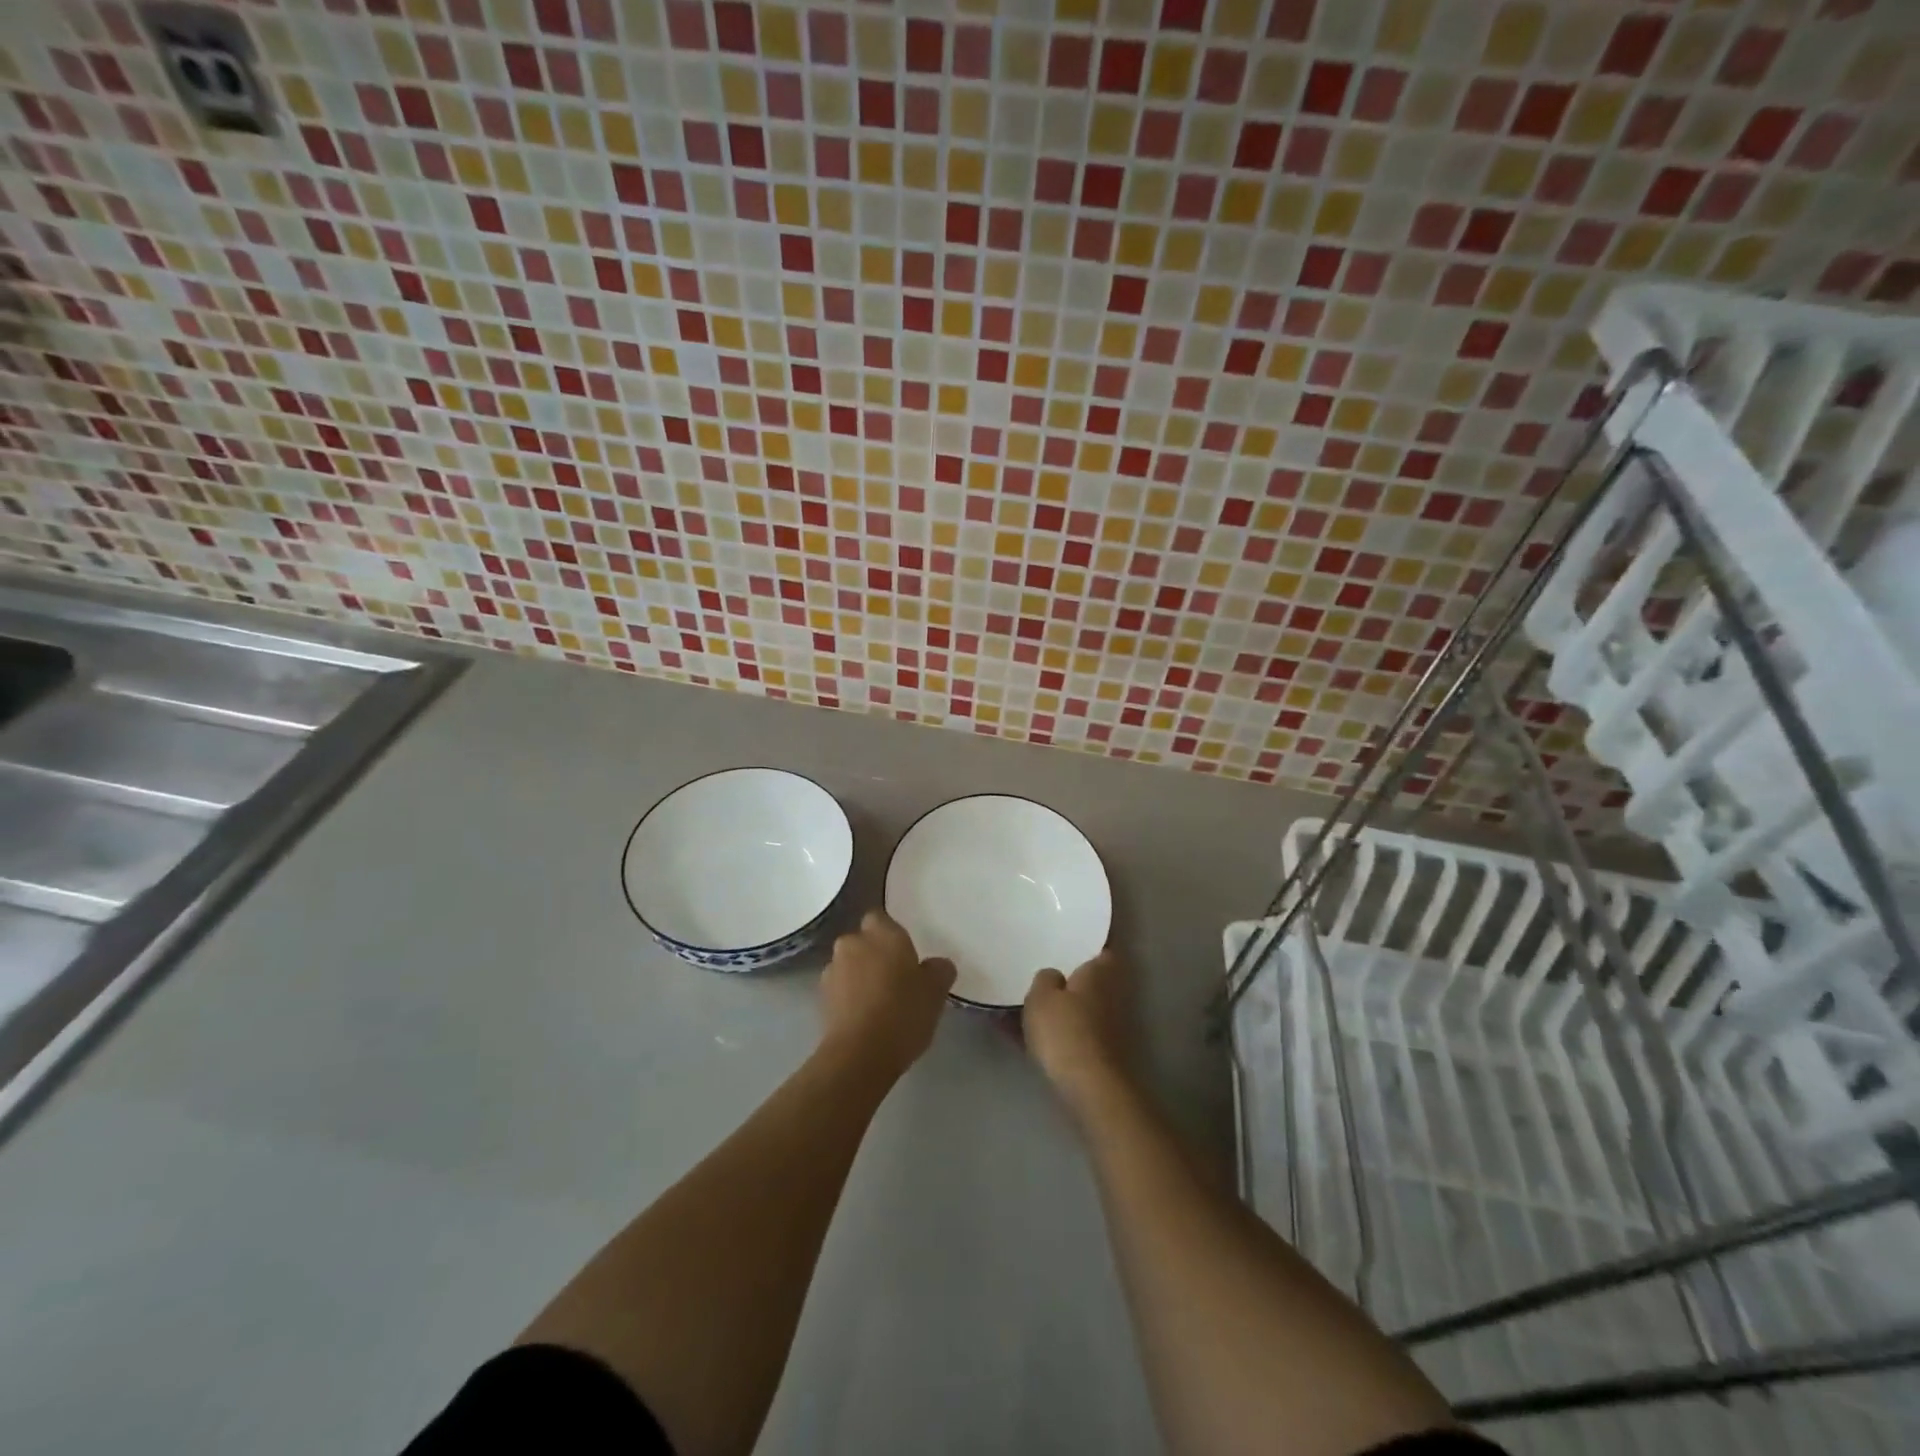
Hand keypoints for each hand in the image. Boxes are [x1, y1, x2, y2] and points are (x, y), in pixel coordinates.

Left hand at [821, 909, 954, 1077]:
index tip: (904, 953)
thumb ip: (939, 970)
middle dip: (874, 954)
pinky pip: (840, 989)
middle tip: (896, 977)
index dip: (890, 933)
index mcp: (882, 933)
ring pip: (849, 965)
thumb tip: (936, 965)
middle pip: (862, 941)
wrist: (860, 1055)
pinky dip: (849, 997)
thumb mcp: (936, 991)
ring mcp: (832, 970)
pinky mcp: (821, 999)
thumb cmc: (903, 1012)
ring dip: (860, 976)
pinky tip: (865, 1018)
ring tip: (879, 1002)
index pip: (880, 917)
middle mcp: (852, 943)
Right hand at [1023, 949, 1128, 1114]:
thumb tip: (1054, 976)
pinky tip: (1019, 1035)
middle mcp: (1110, 995)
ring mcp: (1106, 1026)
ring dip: (1055, 1008)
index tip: (1067, 941)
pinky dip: (1050, 1033)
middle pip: (1087, 980)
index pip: (1101, 948)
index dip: (1087, 944)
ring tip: (1020, 1004)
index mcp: (1100, 972)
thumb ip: (1045, 978)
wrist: (1089, 1088)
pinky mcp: (1097, 1054)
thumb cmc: (1066, 1030)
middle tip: (1037, 971)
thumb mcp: (1041, 995)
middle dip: (1067, 979)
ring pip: (1075, 1008)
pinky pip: (1068, 1033)